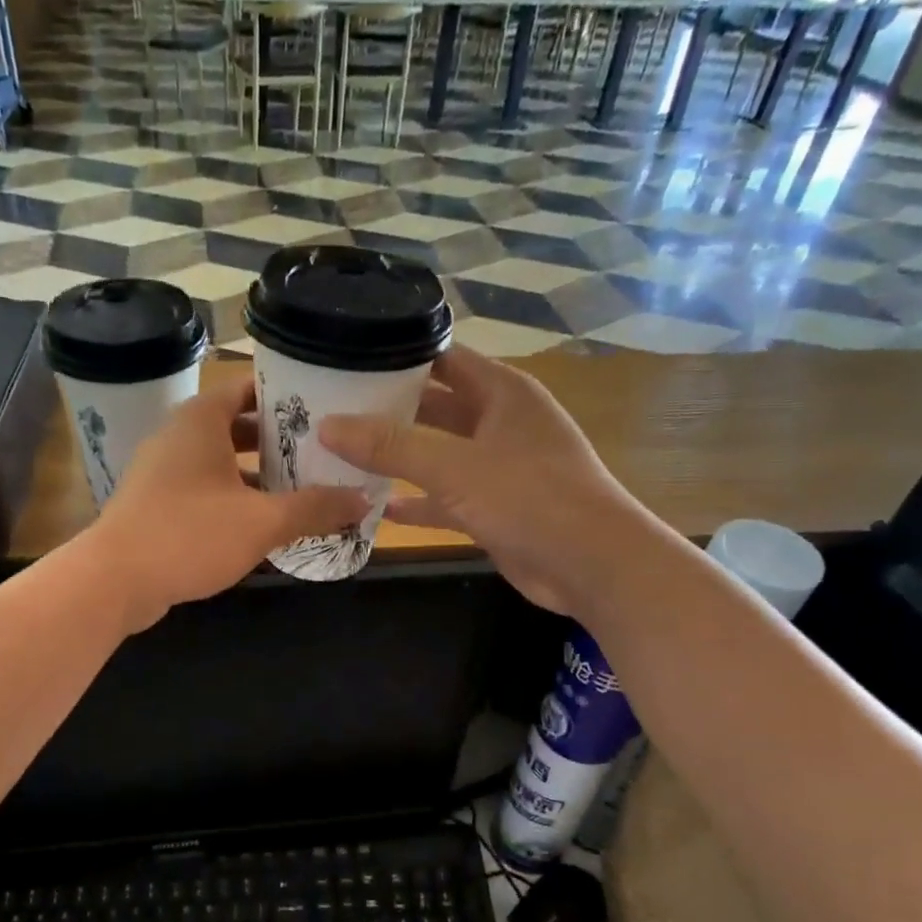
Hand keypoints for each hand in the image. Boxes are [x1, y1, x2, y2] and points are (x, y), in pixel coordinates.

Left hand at [90, 375, 370, 631]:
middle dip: (279, 441)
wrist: (114, 580)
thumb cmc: (189, 534)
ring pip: (221, 462)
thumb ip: (314, 508)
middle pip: (238, 426)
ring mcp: (163, 472)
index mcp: (201, 421)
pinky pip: (205, 490)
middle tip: (323, 453)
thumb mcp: (262, 522)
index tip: (324, 409)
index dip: (286, 396)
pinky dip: (235, 498)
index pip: (248, 388)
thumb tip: (364, 499)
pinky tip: (264, 523)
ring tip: (304, 488)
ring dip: (258, 474)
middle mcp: (179, 436)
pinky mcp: (157, 504)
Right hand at [318, 349, 626, 615]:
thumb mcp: (455, 466)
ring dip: (397, 459)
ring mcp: (497, 467)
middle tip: (328, 412)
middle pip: (433, 406)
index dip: (395, 356)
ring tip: (340, 457)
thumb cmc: (530, 498)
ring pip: (436, 454)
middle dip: (386, 411)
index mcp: (500, 391)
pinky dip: (417, 502)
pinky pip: (445, 497)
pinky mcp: (493, 508)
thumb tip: (328, 425)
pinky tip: (378, 508)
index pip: (441, 357)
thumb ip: (391, 445)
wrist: (592, 566)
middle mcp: (499, 421)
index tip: (344, 361)